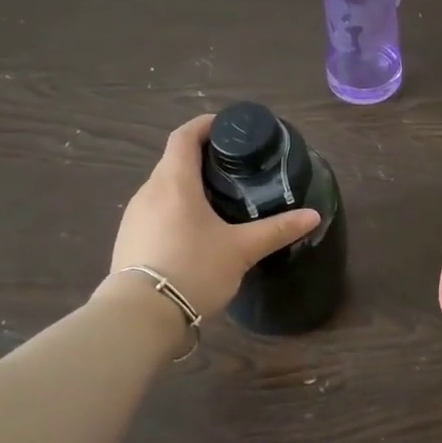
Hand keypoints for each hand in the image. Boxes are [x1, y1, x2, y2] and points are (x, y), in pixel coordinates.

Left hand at [102, 115, 320, 318]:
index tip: (228, 126)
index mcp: (174, 181)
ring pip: (163, 188)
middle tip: (234, 167)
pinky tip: (194, 231)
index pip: (184, 136)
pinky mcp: (128, 240)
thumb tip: (313, 215)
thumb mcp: (241, 249)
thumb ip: (277, 230)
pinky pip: (155, 212)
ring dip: (187, 186)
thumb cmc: (193, 269)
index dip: (205, 124)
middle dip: (201, 158)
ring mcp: (134, 217)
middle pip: (173, 161)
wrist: (140, 317)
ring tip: (218, 199)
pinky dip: (175, 209)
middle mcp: (148, 191)